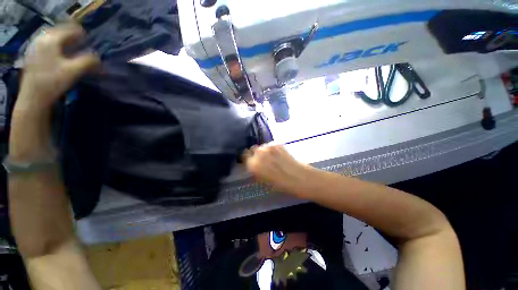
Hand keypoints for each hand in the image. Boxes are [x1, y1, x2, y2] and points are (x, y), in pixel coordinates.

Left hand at [17, 24, 99, 110]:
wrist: (33, 97)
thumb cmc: (53, 82)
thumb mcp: (74, 71)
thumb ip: (89, 62)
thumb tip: (99, 58)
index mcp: (52, 39)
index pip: (71, 30)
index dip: (83, 35)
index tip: (90, 43)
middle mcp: (42, 39)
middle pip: (61, 31)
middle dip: (72, 37)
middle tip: (82, 45)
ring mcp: (35, 47)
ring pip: (53, 38)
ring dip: (64, 41)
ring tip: (72, 49)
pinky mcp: (32, 55)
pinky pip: (47, 45)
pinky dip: (56, 47)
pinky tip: (59, 54)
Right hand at [243, 144, 309, 194]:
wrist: (299, 177)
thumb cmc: (281, 184)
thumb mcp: (263, 180)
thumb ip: (255, 170)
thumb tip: (253, 165)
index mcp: (253, 164)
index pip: (243, 156)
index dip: (247, 159)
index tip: (250, 161)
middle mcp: (258, 153)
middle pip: (252, 149)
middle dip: (255, 154)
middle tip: (262, 159)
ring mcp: (268, 147)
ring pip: (262, 147)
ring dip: (264, 151)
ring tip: (272, 157)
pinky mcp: (277, 144)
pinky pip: (270, 145)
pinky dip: (272, 149)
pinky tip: (278, 155)